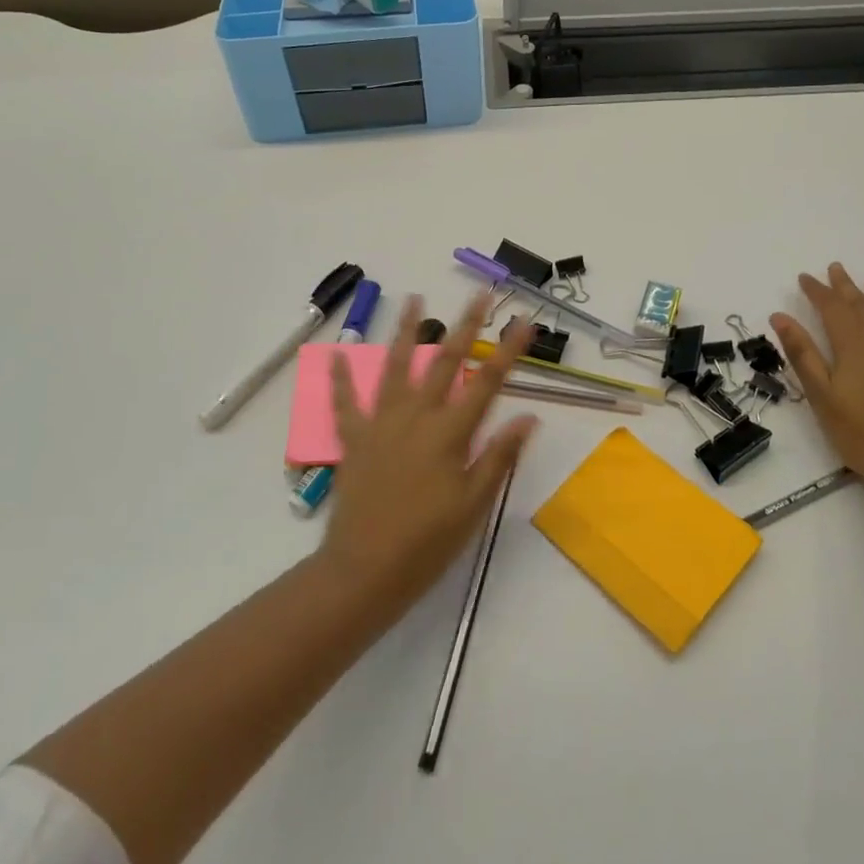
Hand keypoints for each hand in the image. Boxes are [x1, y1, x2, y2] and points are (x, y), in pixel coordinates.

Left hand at [320, 293, 537, 611]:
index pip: (487, 382)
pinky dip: (340, 379)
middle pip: (445, 361)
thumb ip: (499, 456)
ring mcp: (382, 424)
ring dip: (406, 332)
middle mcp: (417, 417)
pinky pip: (346, 403)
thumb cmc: (428, 541)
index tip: (524, 321)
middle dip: (465, 325)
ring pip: (396, 367)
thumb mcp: (474, 505)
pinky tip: (336, 355)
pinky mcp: (355, 440)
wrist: (365, 570)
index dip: (509, 350)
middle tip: (480, 294)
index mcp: (450, 433)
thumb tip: (528, 416)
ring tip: (414, 299)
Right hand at [770, 266, 863, 486]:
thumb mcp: (821, 395)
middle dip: (846, 286)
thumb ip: (802, 353)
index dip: (817, 291)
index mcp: (852, 345)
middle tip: (836, 268)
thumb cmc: (861, 433)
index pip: (831, 308)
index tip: (805, 277)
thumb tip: (780, 316)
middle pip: (862, 305)